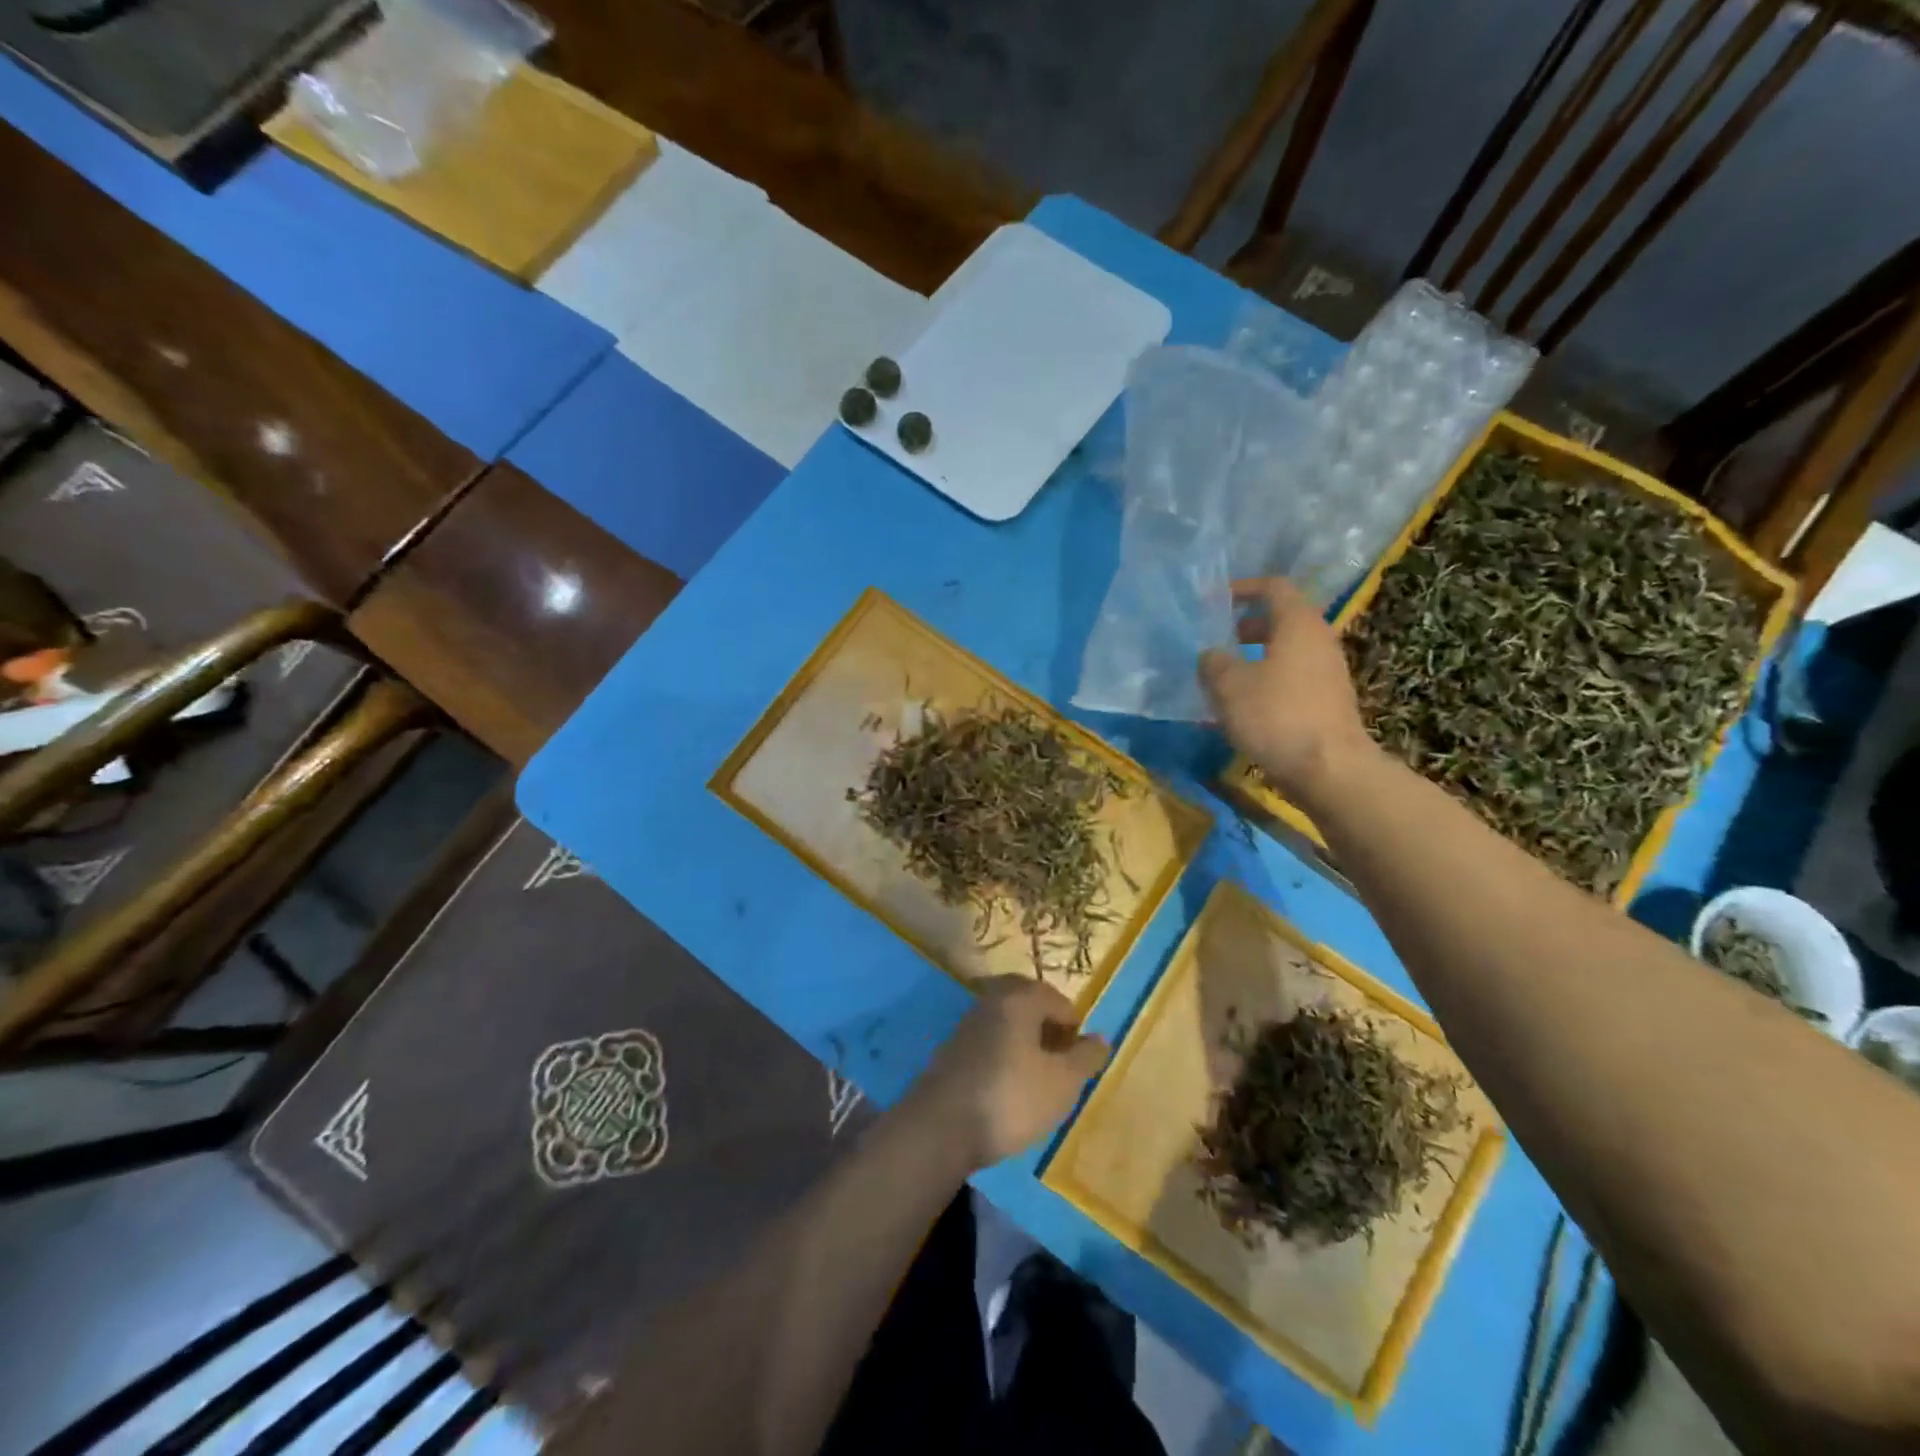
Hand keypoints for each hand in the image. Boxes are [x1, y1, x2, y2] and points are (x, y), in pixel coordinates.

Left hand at [909, 977, 1108, 1172]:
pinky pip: (987, 1041)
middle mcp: (990, 1001)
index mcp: (1018, 999)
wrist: (942, 1127)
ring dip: (1024, 1041)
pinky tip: (1007, 1086)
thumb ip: (1085, 1057)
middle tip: (1060, 1060)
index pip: (1055, 998)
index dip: (1073, 1025)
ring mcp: (966, 1024)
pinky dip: (1003, 1054)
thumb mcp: (1062, 1083)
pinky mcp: (951, 1050)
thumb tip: (1100, 1038)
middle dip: (1047, 1026)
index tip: (1080, 1058)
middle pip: (1026, 1003)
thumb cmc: (1012, 1097)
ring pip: (1005, 1022)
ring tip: (1037, 1077)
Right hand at [1198, 576, 1375, 805]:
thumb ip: (1213, 663)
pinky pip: (1292, 678)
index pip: (1273, 587)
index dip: (1243, 588)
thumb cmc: (1276, 715)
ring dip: (1254, 657)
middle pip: (1282, 619)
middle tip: (1217, 640)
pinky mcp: (1327, 701)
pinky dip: (1266, 681)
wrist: (1328, 769)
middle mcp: (1319, 640)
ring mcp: (1327, 672)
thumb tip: (1211, 656)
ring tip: (1223, 677)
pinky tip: (1242, 707)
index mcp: (1298, 624)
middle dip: (1246, 626)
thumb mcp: (1229, 686)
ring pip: (1286, 651)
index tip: (1215, 601)